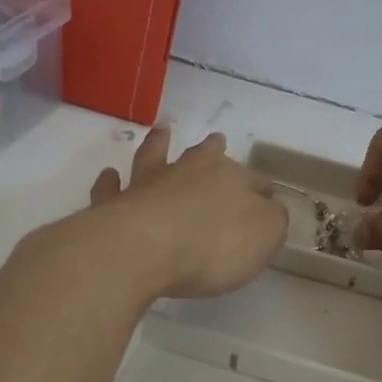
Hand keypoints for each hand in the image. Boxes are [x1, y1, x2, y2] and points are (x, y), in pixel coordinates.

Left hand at [89, 128, 287, 298]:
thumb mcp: (265, 235)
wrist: (144, 249)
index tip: (266, 194)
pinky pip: (111, 188)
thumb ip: (272, 221)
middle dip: (213, 150)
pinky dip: (111, 181)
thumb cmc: (214, 244)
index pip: (255, 181)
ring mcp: (148, 185)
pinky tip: (109, 175)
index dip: (262, 188)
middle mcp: (189, 172)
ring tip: (161, 132)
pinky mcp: (114, 205)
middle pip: (205, 156)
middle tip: (216, 140)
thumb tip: (269, 210)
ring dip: (159, 145)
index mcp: (231, 179)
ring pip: (155, 157)